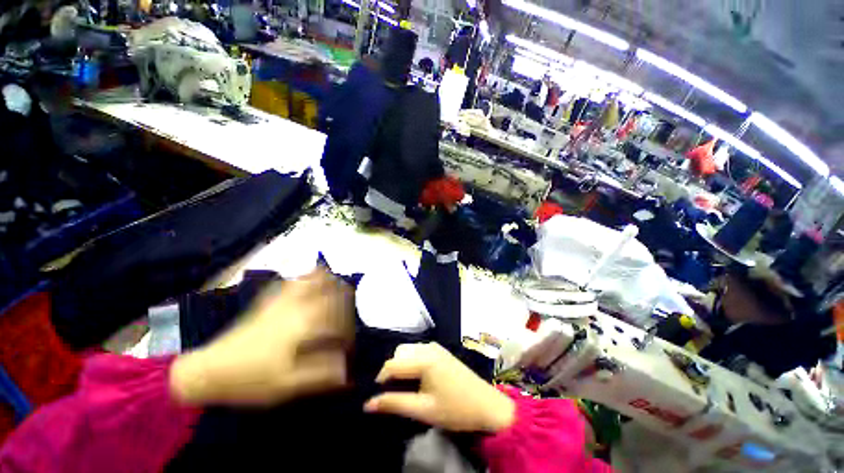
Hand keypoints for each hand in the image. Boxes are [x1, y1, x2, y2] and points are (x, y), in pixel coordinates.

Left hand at [170, 267, 354, 405]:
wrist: (209, 370)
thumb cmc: (250, 379)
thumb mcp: (288, 384)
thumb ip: (322, 375)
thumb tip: (348, 373)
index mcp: (305, 321)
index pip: (339, 316)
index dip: (349, 329)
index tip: (349, 345)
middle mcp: (298, 304)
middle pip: (329, 285)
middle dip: (345, 292)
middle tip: (351, 305)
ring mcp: (281, 299)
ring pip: (312, 277)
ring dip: (328, 280)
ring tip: (335, 289)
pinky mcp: (268, 300)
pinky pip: (293, 280)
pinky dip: (307, 278)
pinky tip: (309, 284)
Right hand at [364, 343, 514, 432]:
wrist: (487, 405)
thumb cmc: (455, 409)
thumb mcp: (423, 410)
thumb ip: (394, 403)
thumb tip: (368, 404)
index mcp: (423, 359)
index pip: (392, 364)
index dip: (381, 380)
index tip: (378, 397)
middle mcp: (428, 347)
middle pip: (399, 353)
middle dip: (392, 371)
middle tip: (395, 392)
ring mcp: (436, 347)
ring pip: (408, 350)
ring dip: (402, 365)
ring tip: (406, 387)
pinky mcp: (441, 350)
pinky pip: (418, 350)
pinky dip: (412, 361)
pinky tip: (418, 378)